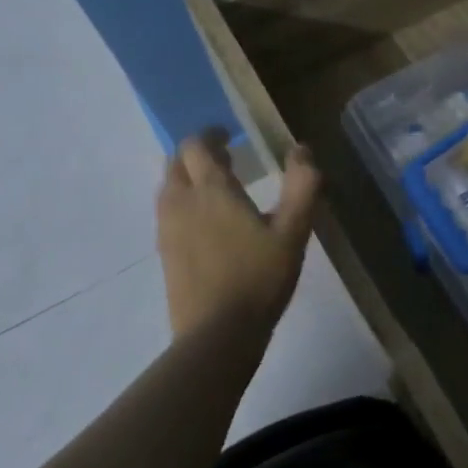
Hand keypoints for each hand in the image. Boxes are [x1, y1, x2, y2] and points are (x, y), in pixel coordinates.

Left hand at [157, 131, 321, 338]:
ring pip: (168, 188)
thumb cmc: (259, 278)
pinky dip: (183, 204)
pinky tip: (206, 225)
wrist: (217, 333)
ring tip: (215, 190)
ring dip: (187, 178)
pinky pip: (168, 214)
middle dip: (197, 154)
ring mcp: (167, 229)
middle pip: (176, 163)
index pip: (197, 145)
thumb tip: (301, 149)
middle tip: (225, 160)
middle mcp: (181, 202)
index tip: (229, 135)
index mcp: (211, 190)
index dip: (211, 134)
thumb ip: (302, 186)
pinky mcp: (164, 254)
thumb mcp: (293, 232)